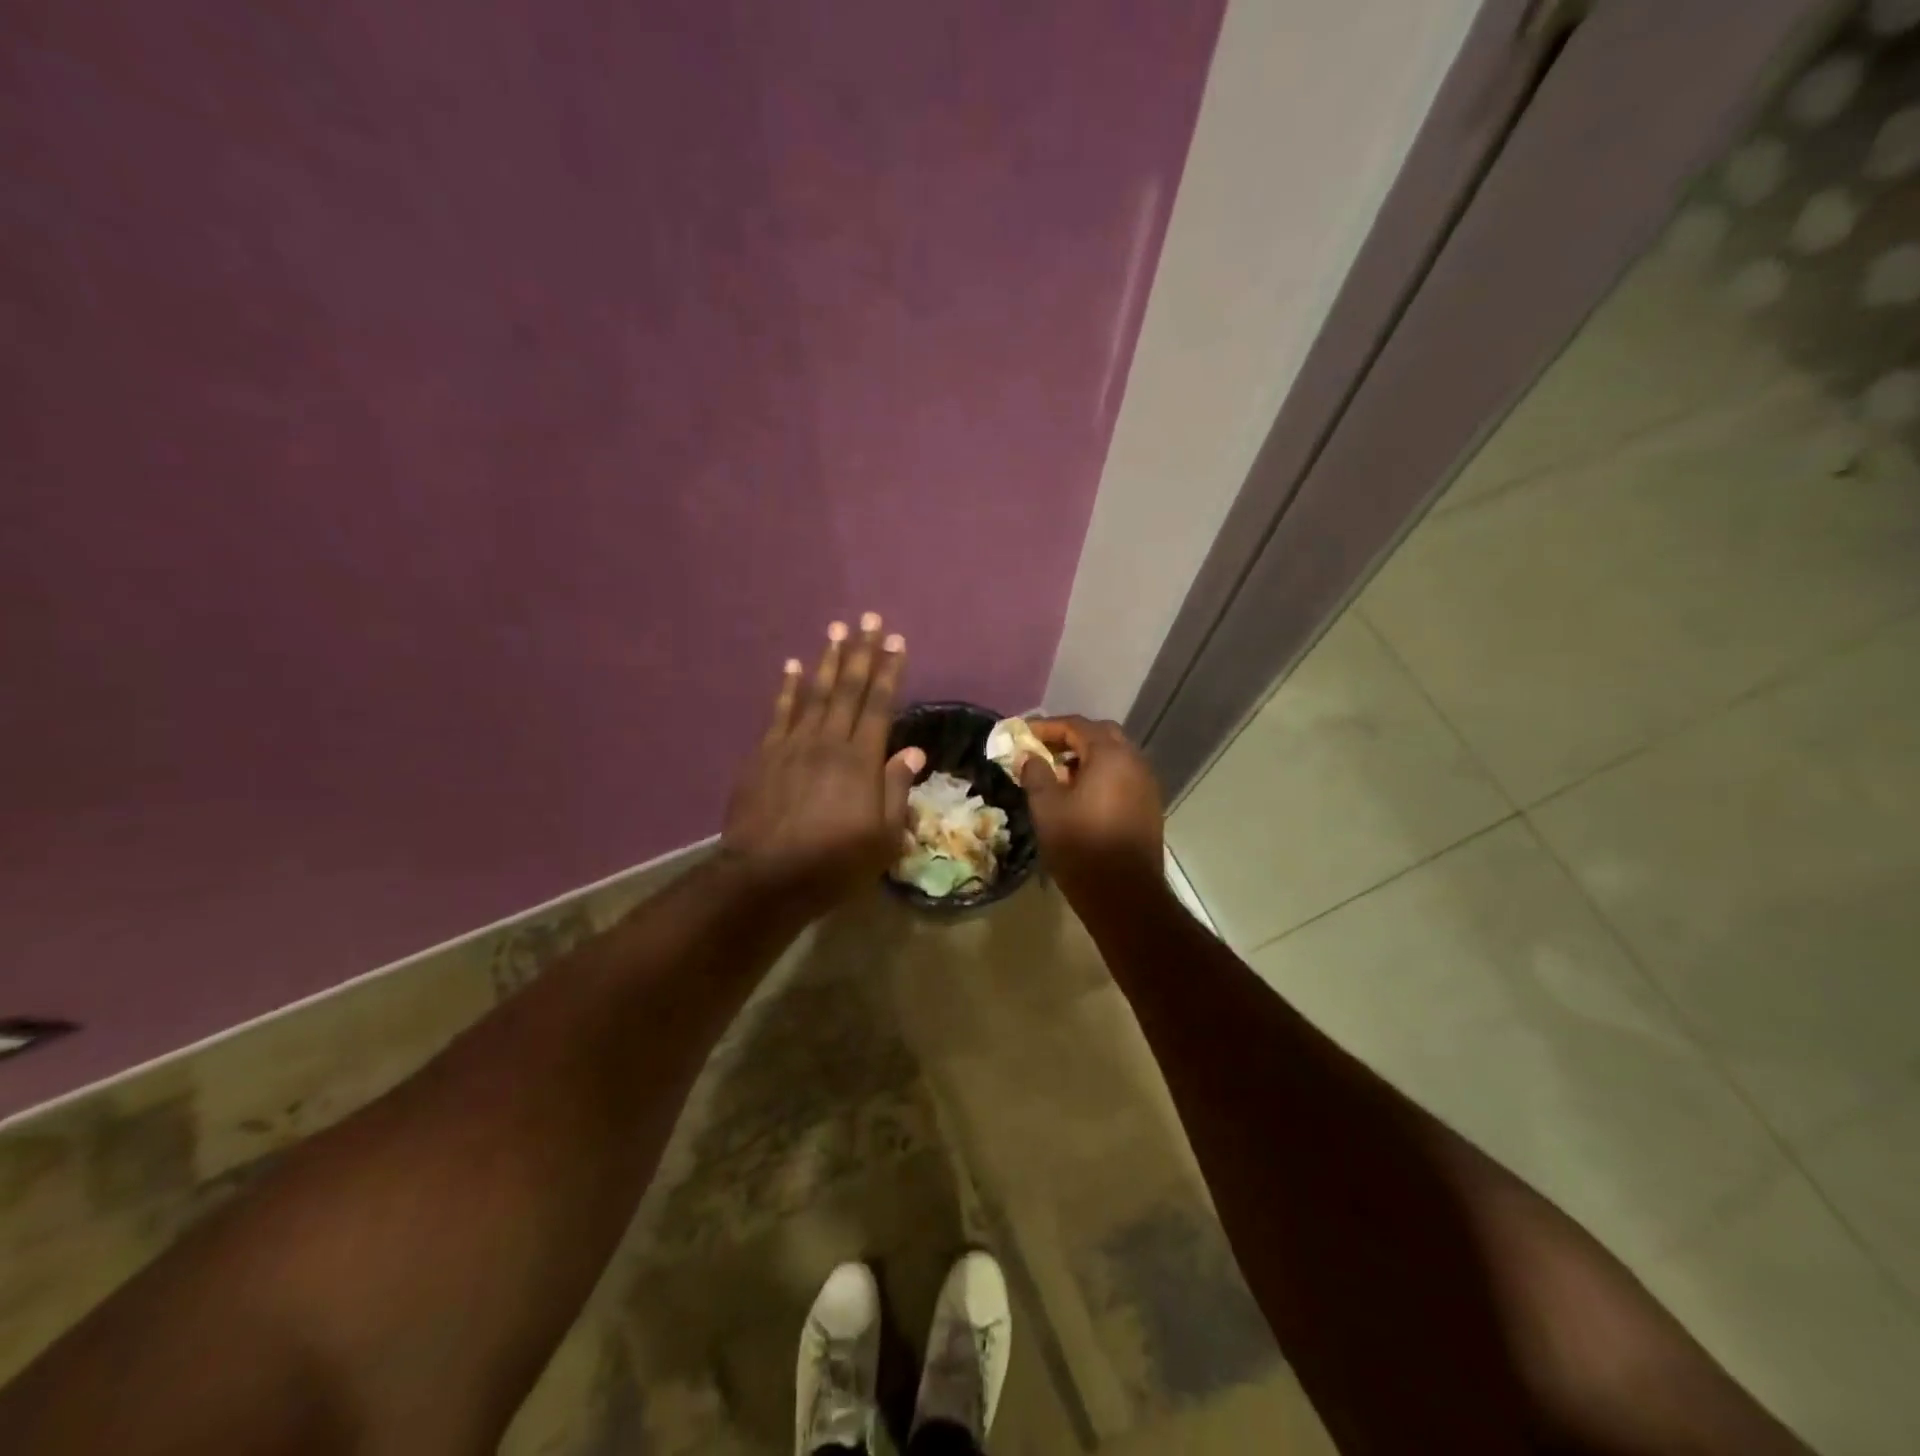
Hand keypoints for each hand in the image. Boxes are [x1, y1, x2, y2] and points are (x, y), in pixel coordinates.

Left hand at [720, 613, 924, 916]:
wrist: (765, 878)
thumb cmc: (833, 863)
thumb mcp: (882, 838)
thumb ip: (896, 791)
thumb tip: (913, 752)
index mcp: (861, 761)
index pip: (880, 705)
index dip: (889, 671)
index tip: (896, 641)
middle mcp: (828, 742)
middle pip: (848, 689)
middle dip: (861, 652)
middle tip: (869, 619)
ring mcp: (792, 745)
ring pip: (815, 693)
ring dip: (828, 660)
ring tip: (837, 630)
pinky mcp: (764, 755)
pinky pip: (780, 713)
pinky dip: (788, 688)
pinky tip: (793, 666)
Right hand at [1018, 716, 1164, 897]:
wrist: (1125, 894)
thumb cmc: (1081, 846)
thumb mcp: (1047, 808)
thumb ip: (1036, 774)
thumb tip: (1028, 756)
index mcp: (1110, 755)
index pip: (1076, 725)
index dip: (1047, 727)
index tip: (1023, 735)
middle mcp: (1134, 761)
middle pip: (1101, 735)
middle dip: (1070, 738)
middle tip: (1043, 751)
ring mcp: (1147, 784)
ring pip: (1115, 756)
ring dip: (1087, 757)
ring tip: (1059, 775)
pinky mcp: (1149, 805)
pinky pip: (1123, 776)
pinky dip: (1101, 775)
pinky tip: (1081, 796)